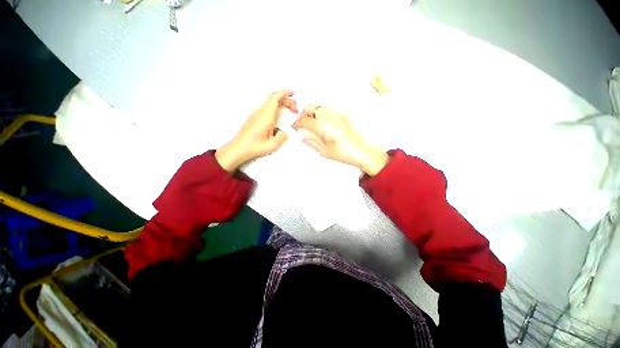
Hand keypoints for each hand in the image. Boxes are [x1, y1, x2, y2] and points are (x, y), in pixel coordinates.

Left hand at [216, 90, 297, 171]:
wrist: (238, 149)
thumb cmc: (254, 147)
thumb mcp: (273, 145)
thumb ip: (282, 136)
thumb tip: (283, 132)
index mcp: (266, 116)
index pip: (276, 97)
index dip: (285, 93)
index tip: (293, 93)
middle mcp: (260, 112)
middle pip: (274, 98)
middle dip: (286, 100)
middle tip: (295, 109)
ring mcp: (256, 114)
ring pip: (270, 103)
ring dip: (281, 105)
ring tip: (289, 113)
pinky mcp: (254, 118)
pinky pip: (266, 109)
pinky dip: (275, 109)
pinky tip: (278, 119)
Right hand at [292, 105, 388, 175]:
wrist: (363, 152)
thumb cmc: (345, 154)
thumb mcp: (325, 152)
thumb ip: (312, 143)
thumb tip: (304, 137)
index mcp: (324, 127)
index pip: (306, 120)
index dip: (298, 123)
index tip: (295, 126)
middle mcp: (330, 117)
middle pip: (311, 107)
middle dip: (303, 113)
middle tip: (301, 122)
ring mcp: (338, 115)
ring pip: (319, 106)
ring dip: (312, 111)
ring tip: (310, 122)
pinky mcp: (343, 115)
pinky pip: (328, 109)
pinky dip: (321, 113)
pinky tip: (321, 122)